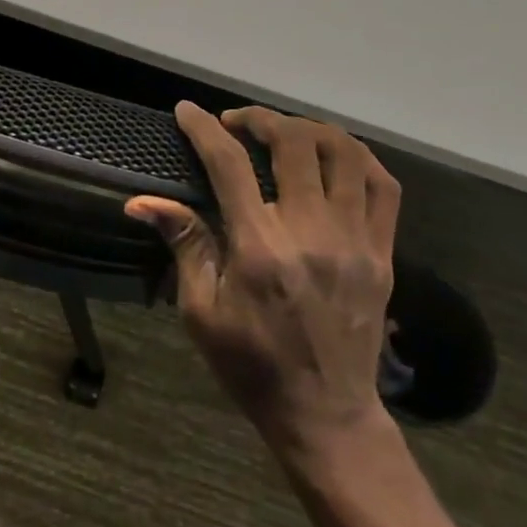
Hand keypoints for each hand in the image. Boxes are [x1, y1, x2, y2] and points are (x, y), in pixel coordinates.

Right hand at [126, 103, 400, 469]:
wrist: (326, 414)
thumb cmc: (252, 365)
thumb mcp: (201, 312)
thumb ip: (184, 244)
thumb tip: (142, 201)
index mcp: (260, 248)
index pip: (229, 164)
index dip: (204, 128)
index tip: (187, 111)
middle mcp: (311, 233)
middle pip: (293, 143)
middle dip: (259, 119)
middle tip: (236, 123)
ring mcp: (355, 240)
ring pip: (344, 153)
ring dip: (308, 129)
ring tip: (283, 132)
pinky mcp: (384, 253)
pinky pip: (384, 186)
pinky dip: (358, 157)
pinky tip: (334, 155)